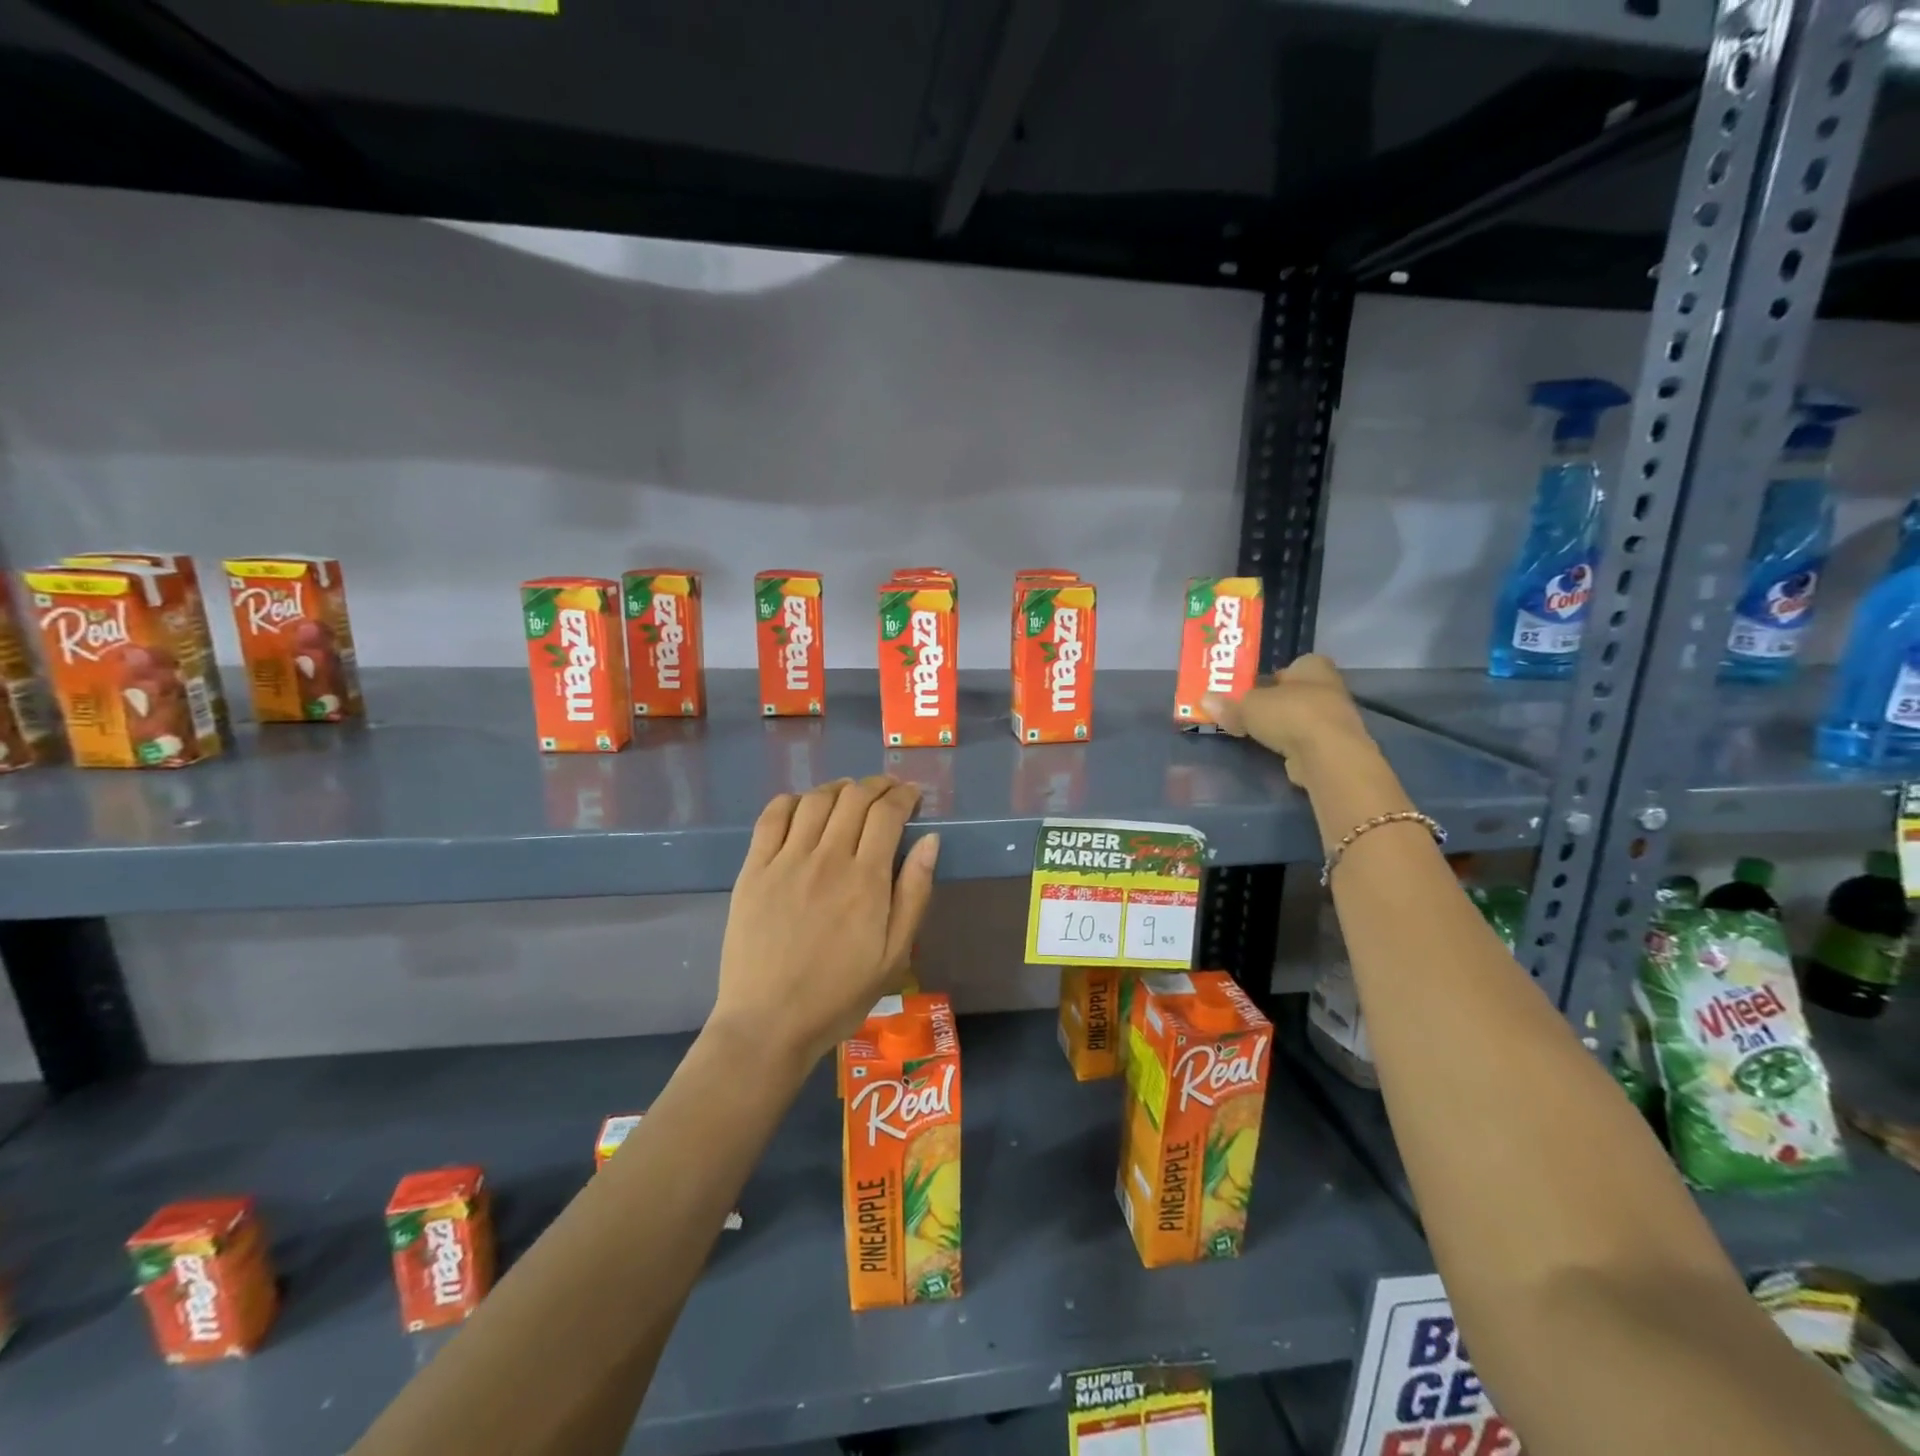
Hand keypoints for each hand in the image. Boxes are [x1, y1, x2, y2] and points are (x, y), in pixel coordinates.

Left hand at [712, 777, 939, 1066]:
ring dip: (838, 788)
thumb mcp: (895, 954)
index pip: (887, 814)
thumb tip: (930, 840)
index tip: (913, 795)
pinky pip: (772, 817)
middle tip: (888, 791)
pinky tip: (803, 806)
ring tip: (850, 793)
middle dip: (877, 786)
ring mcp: (786, 860)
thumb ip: (915, 893)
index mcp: (866, 879)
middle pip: (854, 798)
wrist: (769, 1023)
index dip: (904, 795)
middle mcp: (827, 858)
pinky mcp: (754, 869)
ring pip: (815, 800)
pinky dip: (792, 800)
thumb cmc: (839, 995)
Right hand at [1202, 653, 1377, 788]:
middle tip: (1246, 710)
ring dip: (1281, 724)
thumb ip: (1228, 704)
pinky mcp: (1332, 745)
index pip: (1292, 665)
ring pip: (1299, 717)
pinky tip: (1271, 750)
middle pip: (1294, 692)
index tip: (1252, 688)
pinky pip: (1304, 739)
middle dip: (1273, 702)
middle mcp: (1328, 687)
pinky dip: (1289, 744)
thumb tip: (1203, 701)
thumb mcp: (1248, 706)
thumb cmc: (1290, 714)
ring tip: (1254, 732)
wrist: (1327, 755)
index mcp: (1312, 666)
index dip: (1272, 676)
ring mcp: (1334, 718)